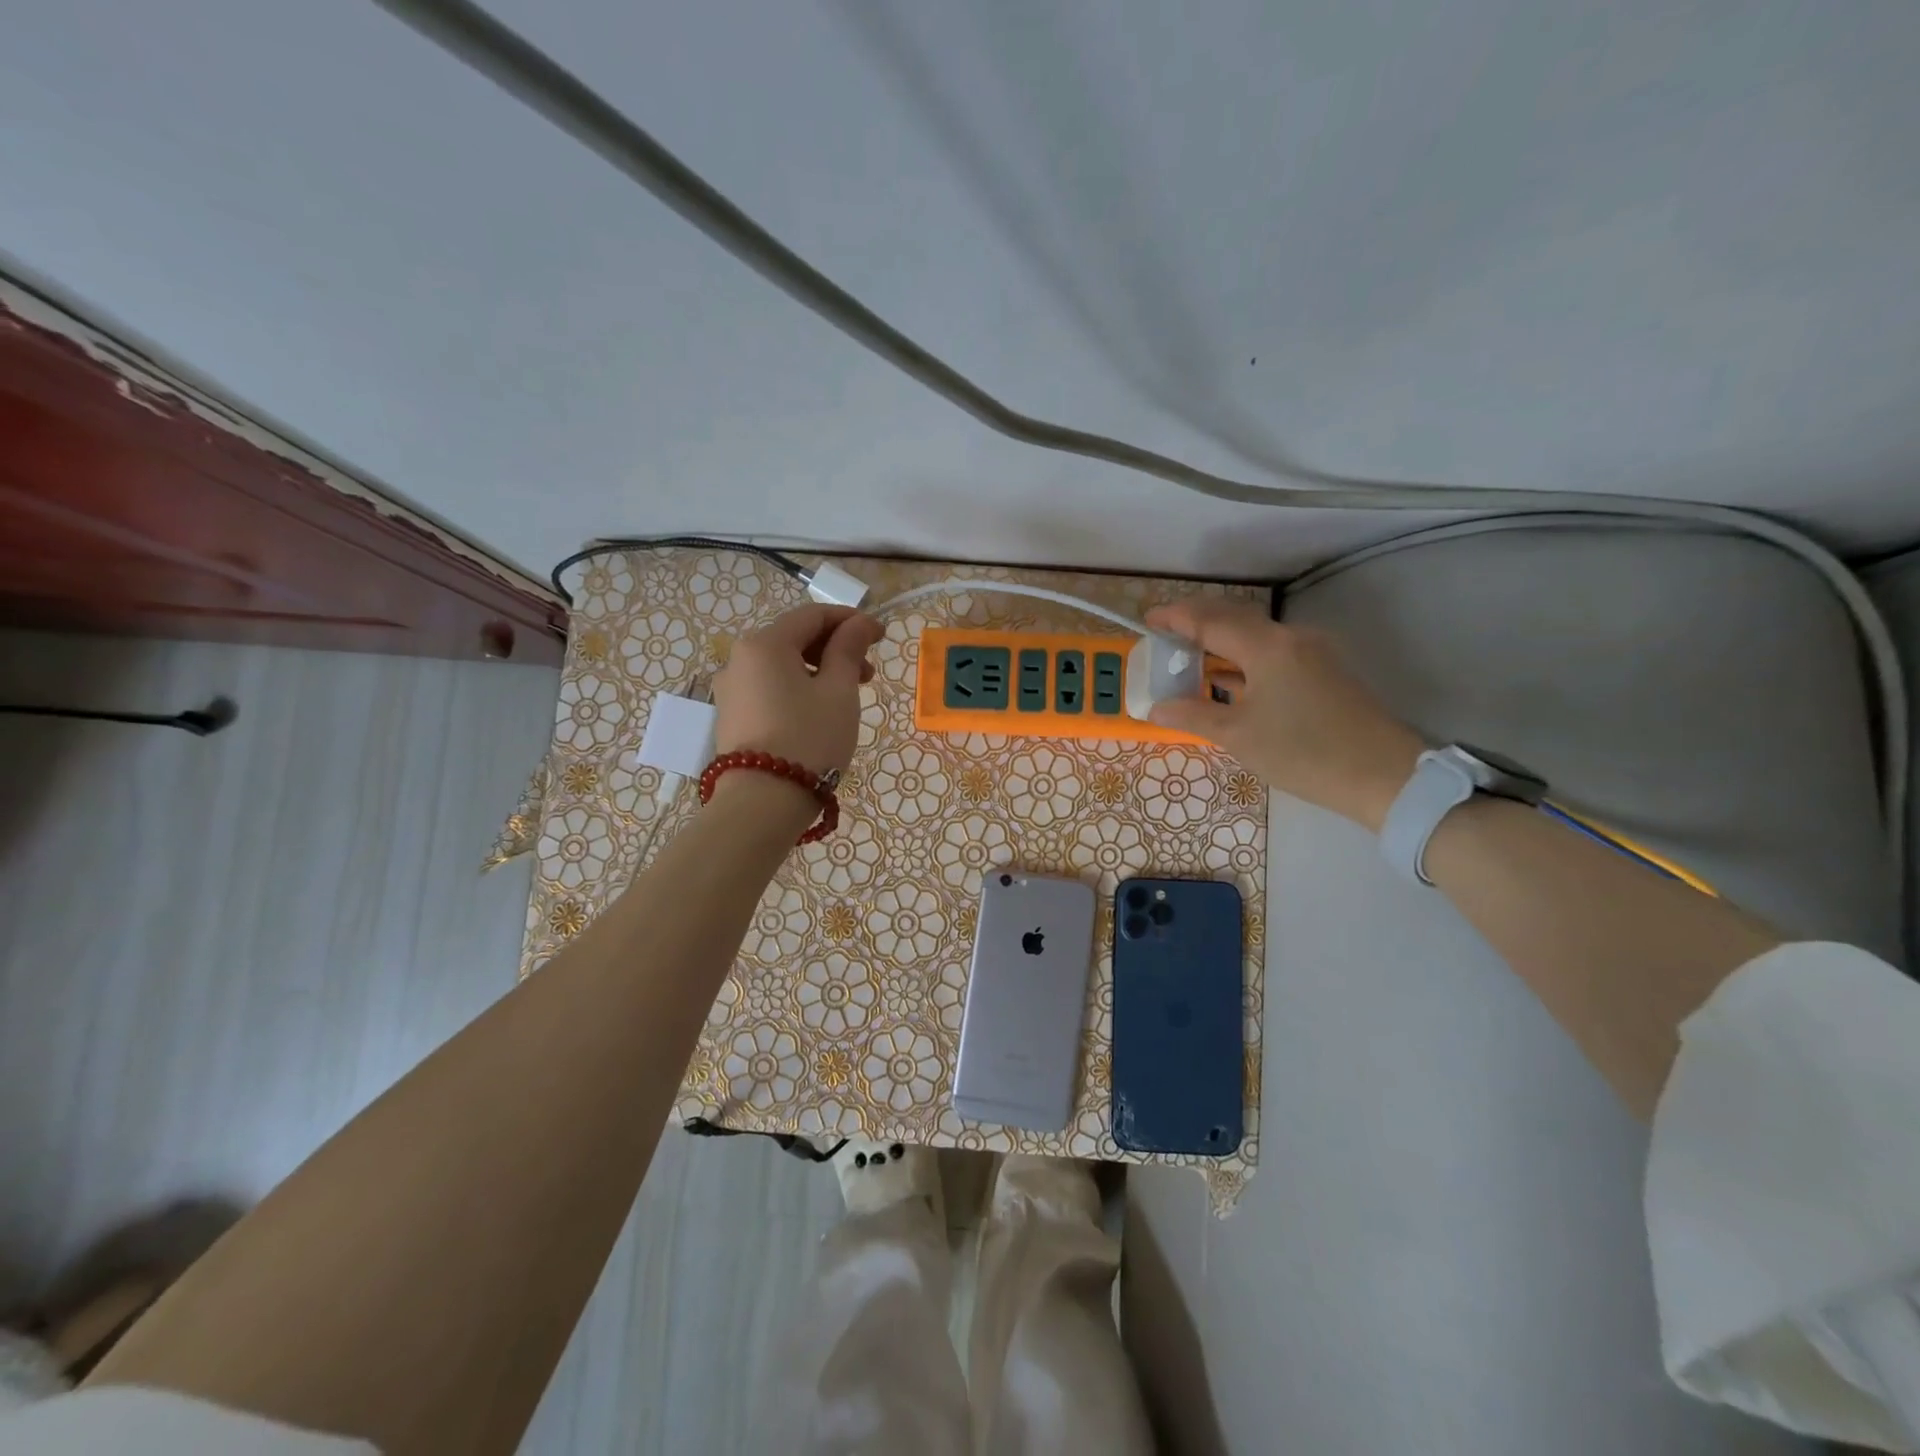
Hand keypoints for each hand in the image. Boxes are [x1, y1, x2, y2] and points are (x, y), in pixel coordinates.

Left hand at [711, 604, 882, 776]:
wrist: (762, 803)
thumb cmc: (809, 739)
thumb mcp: (838, 692)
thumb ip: (848, 650)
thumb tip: (859, 623)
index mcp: (765, 644)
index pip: (812, 615)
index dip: (850, 620)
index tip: (881, 636)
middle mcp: (739, 659)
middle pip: (794, 638)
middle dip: (835, 648)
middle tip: (868, 673)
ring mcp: (730, 689)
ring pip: (782, 665)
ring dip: (819, 670)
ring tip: (848, 696)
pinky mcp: (731, 717)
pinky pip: (770, 688)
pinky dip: (798, 689)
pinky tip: (820, 711)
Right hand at [1145, 599, 1423, 830]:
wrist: (1384, 775)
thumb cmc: (1303, 752)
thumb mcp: (1239, 736)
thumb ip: (1194, 715)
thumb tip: (1156, 707)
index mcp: (1267, 647)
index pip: (1211, 621)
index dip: (1176, 618)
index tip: (1148, 619)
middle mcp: (1291, 638)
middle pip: (1235, 619)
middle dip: (1197, 622)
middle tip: (1166, 633)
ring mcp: (1313, 653)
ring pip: (1256, 636)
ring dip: (1221, 641)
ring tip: (1190, 656)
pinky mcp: (1325, 672)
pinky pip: (1273, 653)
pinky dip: (1244, 659)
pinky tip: (1228, 679)